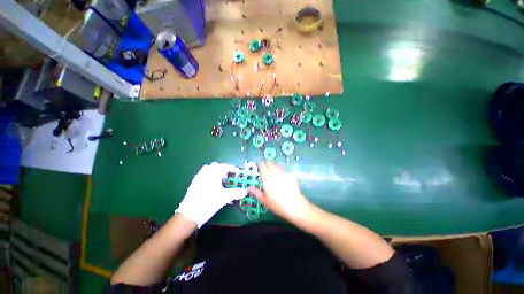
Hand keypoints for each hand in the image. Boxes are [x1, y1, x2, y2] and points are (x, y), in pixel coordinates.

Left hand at [176, 162, 246, 226]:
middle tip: (228, 177)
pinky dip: (209, 176)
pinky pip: (203, 174)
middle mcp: (205, 173)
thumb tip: (245, 191)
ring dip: (215, 172)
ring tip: (220, 181)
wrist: (189, 214)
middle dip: (223, 169)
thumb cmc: (209, 203)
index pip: (225, 166)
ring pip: (208, 169)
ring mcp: (198, 178)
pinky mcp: (194, 183)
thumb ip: (236, 193)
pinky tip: (211, 185)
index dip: (232, 168)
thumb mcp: (224, 198)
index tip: (237, 172)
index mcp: (213, 174)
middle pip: (216, 166)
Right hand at [247, 161, 310, 223]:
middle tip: (266, 172)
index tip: (260, 169)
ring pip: (277, 165)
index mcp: (266, 177)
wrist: (294, 205)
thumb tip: (248, 188)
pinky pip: (284, 170)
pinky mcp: (291, 175)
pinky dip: (282, 172)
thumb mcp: (264, 200)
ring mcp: (283, 172)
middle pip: (269, 163)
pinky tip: (283, 180)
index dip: (260, 165)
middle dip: (267, 165)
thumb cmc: (277, 204)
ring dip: (274, 168)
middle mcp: (275, 172)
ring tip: (275, 176)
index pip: (262, 165)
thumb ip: (256, 192)